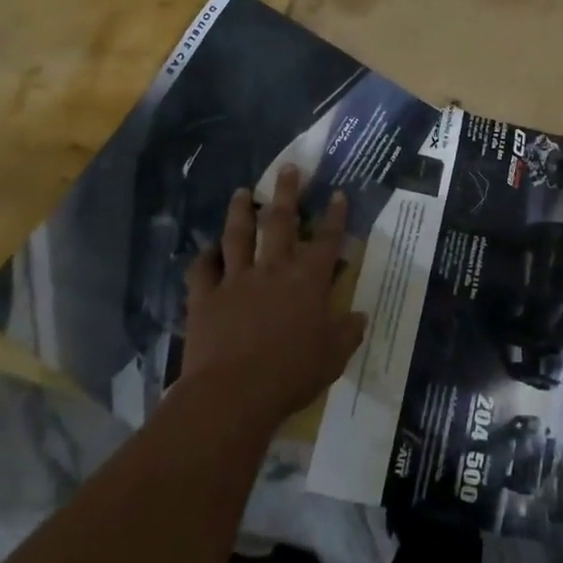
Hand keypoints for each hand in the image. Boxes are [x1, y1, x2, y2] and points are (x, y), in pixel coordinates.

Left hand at [178, 165, 366, 430]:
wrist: (233, 394)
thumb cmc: (291, 373)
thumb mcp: (334, 356)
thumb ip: (348, 332)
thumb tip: (360, 316)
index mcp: (308, 279)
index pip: (328, 238)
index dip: (335, 215)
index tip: (338, 193)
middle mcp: (274, 268)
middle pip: (281, 220)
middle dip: (286, 191)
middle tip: (287, 167)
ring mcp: (237, 279)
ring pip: (238, 235)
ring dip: (240, 211)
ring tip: (241, 192)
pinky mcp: (206, 297)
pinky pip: (202, 270)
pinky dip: (204, 258)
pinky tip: (206, 250)